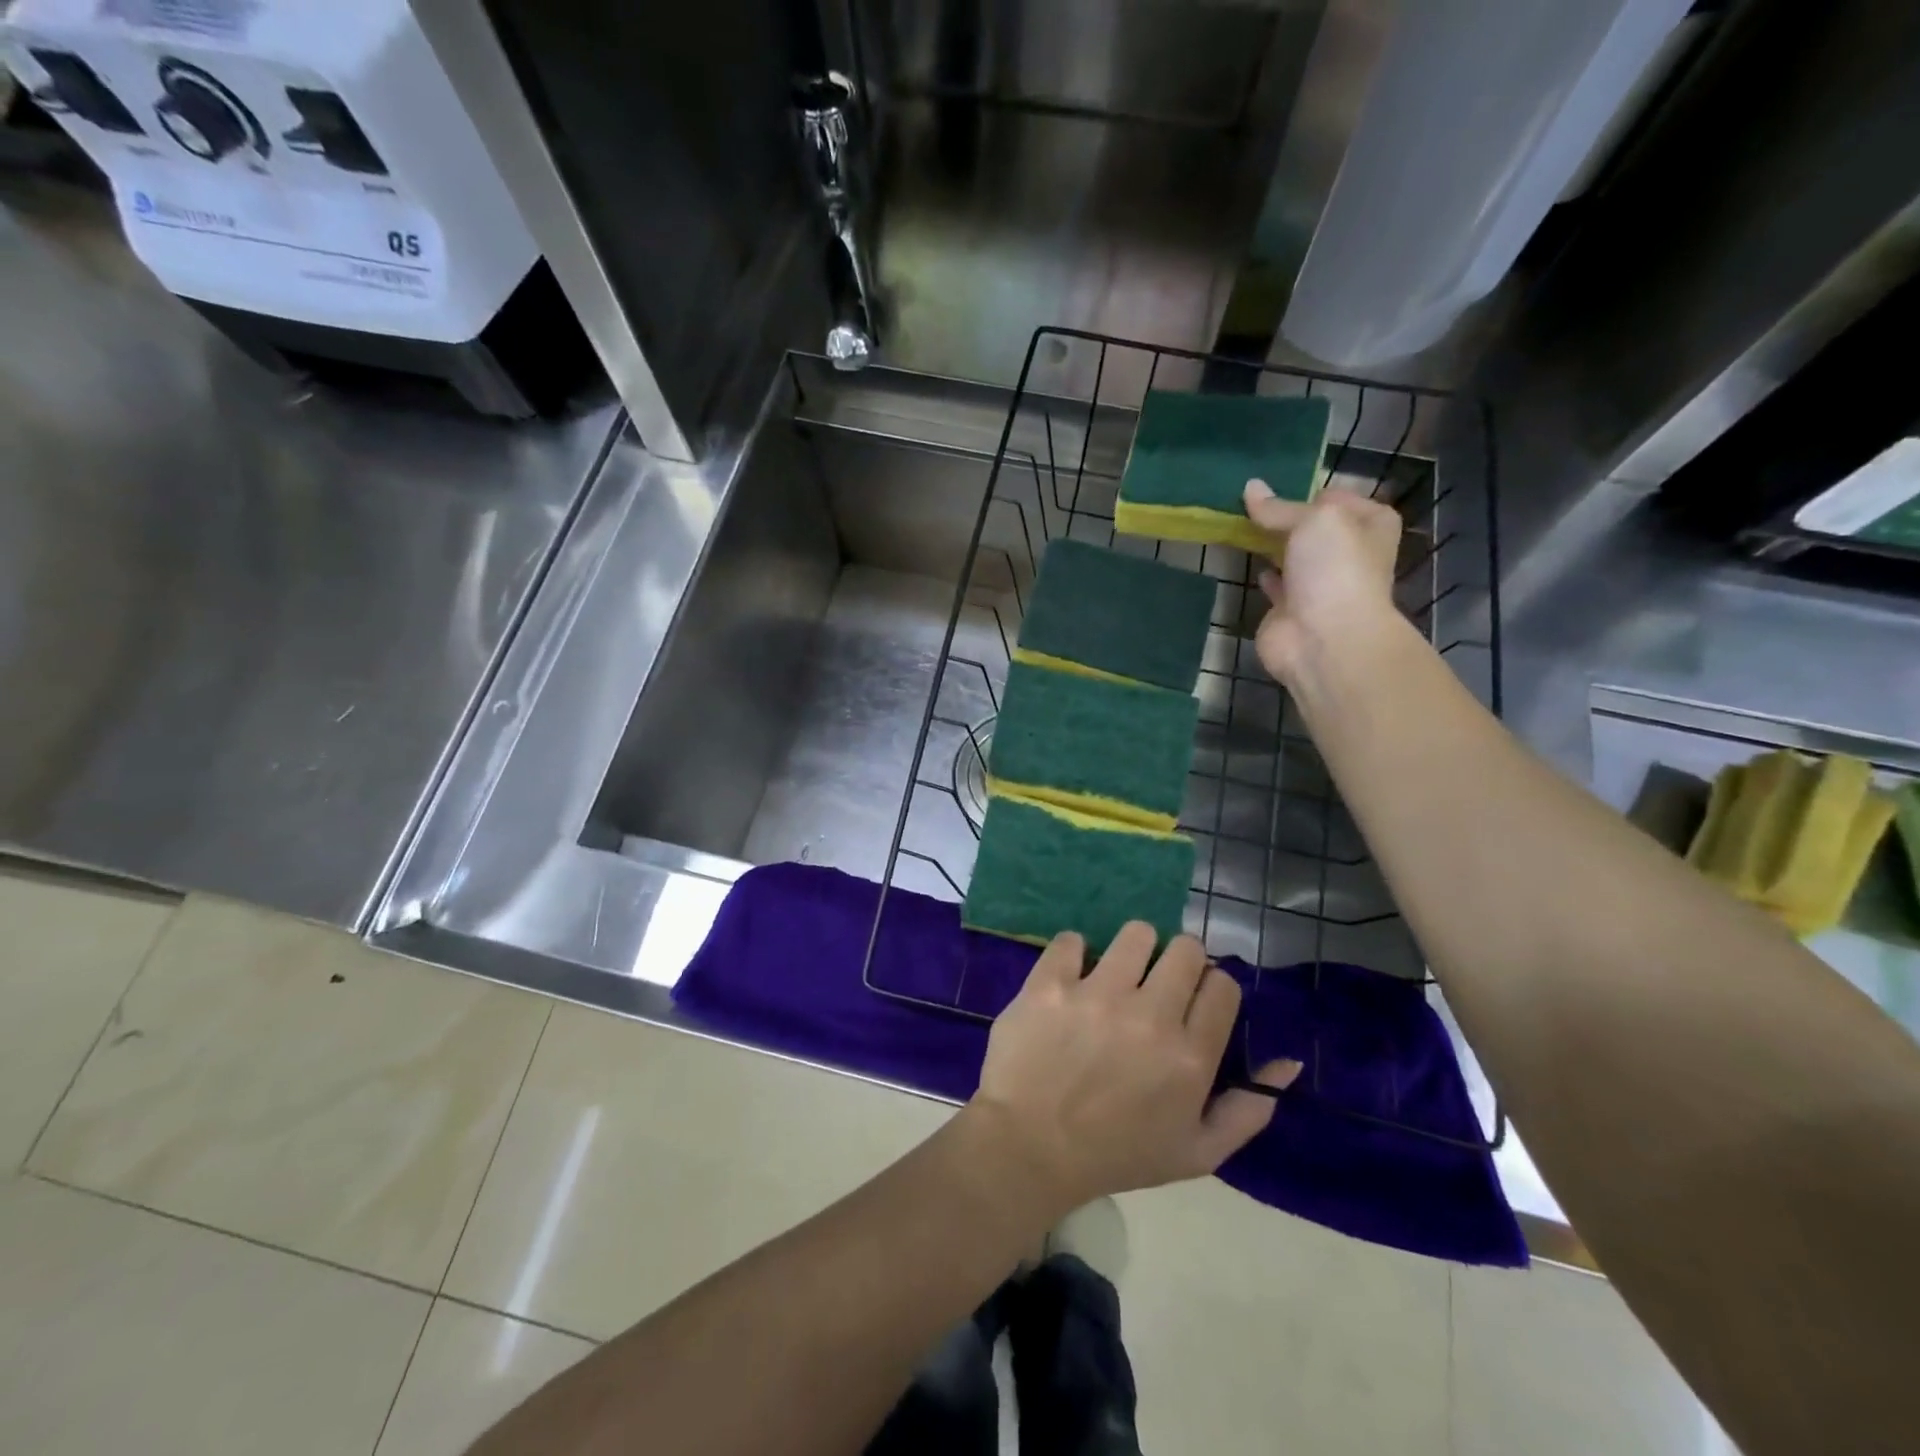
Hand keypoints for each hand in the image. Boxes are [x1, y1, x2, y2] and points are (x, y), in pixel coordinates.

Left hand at [969, 923, 1299, 1213]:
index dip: (1211, 989)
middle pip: (1186, 949)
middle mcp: (1150, 1016)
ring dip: (1132, 950)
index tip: (1191, 1003)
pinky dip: (1074, 954)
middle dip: (1179, 962)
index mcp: (1190, 1057)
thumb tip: (1287, 1062)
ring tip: (1116, 975)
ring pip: (1136, 933)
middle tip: (1156, 985)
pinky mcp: (1051, 984)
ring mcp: (1097, 995)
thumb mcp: (1196, 1153)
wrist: (1028, 1149)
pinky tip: (1071, 978)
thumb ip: (1248, 1110)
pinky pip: (1072, 940)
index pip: (1223, 985)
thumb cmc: (1116, 1155)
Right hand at [1243, 479, 1402, 687]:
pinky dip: (1264, 574)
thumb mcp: (1314, 520)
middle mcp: (1348, 552)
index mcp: (1369, 525)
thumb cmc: (1334, 569)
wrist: (1325, 639)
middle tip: (1249, 504)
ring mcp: (1319, 584)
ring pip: (1293, 555)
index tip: (1273, 487)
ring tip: (1240, 526)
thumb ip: (1280, 507)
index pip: (1336, 497)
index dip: (1306, 491)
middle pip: (1313, 527)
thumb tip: (1251, 487)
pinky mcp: (1291, 609)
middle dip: (1285, 518)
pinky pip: (1276, 584)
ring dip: (1272, 545)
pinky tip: (1248, 561)